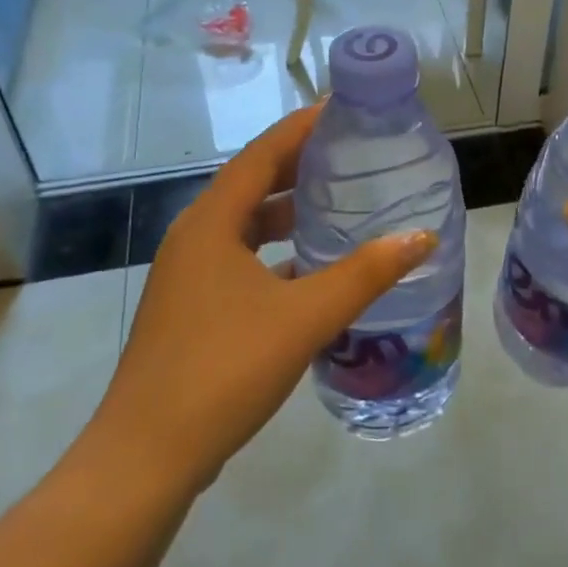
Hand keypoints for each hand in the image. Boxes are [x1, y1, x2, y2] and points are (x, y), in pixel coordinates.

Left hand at [93, 104, 437, 494]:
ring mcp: (188, 276)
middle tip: (349, 152)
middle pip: (251, 183)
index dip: (301, 127)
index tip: (341, 108)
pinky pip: (240, 259)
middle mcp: (194, 238)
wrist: (146, 458)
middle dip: (298, 164)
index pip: (261, 154)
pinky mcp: (192, 309)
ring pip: (245, 225)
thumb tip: (421, 237)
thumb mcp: (304, 317)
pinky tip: (310, 269)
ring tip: (336, 202)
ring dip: (286, 210)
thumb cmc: (223, 370)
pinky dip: (275, 252)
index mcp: (212, 223)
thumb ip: (365, 275)